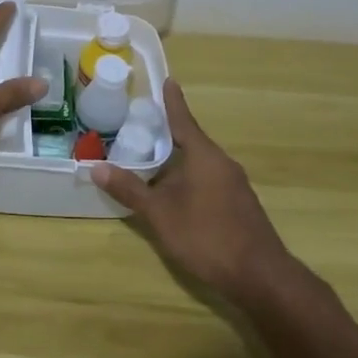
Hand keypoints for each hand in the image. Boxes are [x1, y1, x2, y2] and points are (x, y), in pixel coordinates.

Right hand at [91, 79, 300, 309]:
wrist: (260, 277)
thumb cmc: (207, 236)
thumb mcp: (160, 214)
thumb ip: (130, 190)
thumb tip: (96, 166)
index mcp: (204, 156)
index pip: (184, 120)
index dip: (173, 102)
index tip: (168, 81)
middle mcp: (222, 163)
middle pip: (191, 141)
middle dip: (169, 135)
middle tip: (144, 126)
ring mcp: (235, 185)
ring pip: (200, 163)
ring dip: (178, 161)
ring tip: (153, 162)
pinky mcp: (240, 205)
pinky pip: (209, 180)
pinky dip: (190, 178)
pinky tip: (176, 194)